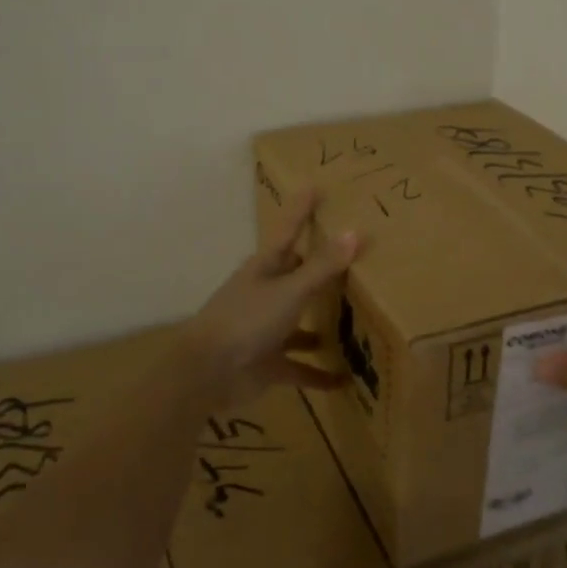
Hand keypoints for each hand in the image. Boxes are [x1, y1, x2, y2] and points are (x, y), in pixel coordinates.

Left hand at [179, 189, 359, 404]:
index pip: (289, 230)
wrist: (207, 373)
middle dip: (322, 269)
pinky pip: (300, 367)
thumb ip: (323, 266)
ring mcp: (267, 329)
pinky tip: (345, 381)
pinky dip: (319, 373)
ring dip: (324, 324)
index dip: (302, 209)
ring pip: (301, 322)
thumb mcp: (290, 290)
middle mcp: (267, 293)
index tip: (316, 187)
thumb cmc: (247, 319)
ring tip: (358, 320)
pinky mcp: (269, 363)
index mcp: (266, 268)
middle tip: (354, 257)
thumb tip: (355, 232)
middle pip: (298, 275)